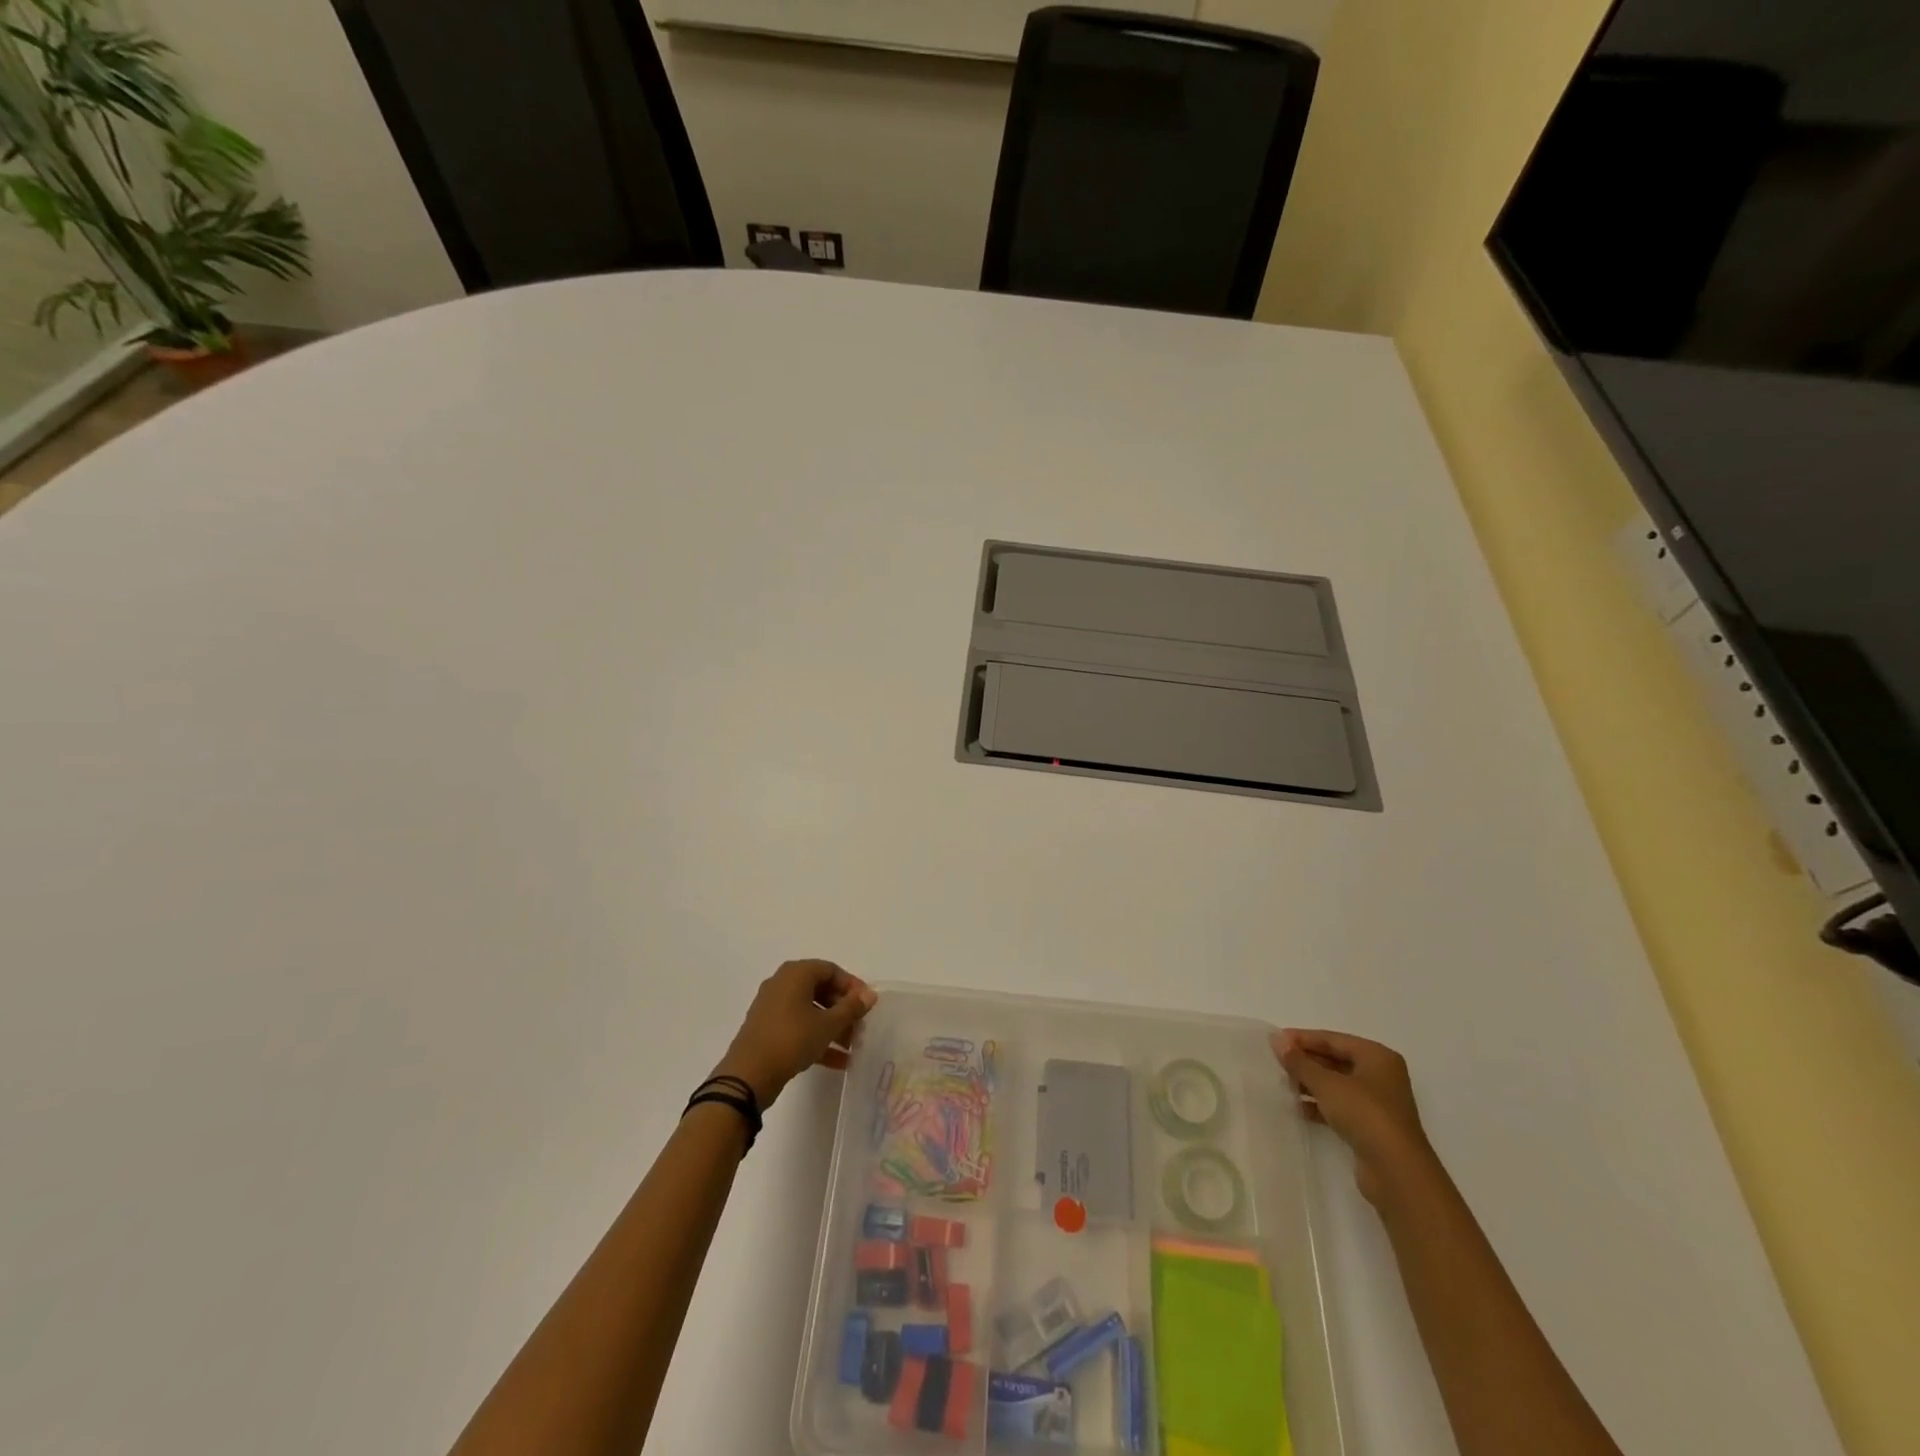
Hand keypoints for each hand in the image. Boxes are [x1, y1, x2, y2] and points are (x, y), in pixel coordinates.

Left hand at [714, 960, 876, 1109]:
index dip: (852, 986)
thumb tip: (870, 994)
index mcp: (795, 974)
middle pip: (821, 989)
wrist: (748, 1075)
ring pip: (810, 1010)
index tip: (866, 1005)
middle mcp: (782, 983)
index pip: (831, 970)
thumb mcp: (827, 1024)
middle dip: (843, 1009)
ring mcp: (772, 1007)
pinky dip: (817, 1038)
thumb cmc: (791, 1039)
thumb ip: (851, 1008)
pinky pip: (798, 1026)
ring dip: (833, 1026)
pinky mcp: (767, 1029)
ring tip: (852, 1046)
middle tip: (860, 1026)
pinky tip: (838, 1061)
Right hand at [1271, 1029, 1436, 1205]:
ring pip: (1337, 1085)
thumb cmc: (1364, 1114)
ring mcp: (1378, 1104)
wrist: (1396, 1172)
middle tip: (1276, 1062)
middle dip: (1306, 1061)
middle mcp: (1381, 1076)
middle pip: (1336, 1060)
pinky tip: (1298, 1108)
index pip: (1333, 1039)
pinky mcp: (1372, 1127)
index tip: (1275, 1040)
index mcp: (1377, 1056)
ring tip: (1283, 1083)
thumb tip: (1276, 1039)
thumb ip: (1299, 1061)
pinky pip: (1341, 1107)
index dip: (1303, 1038)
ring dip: (1311, 1084)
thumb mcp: (1326, 1083)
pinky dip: (1320, 1105)